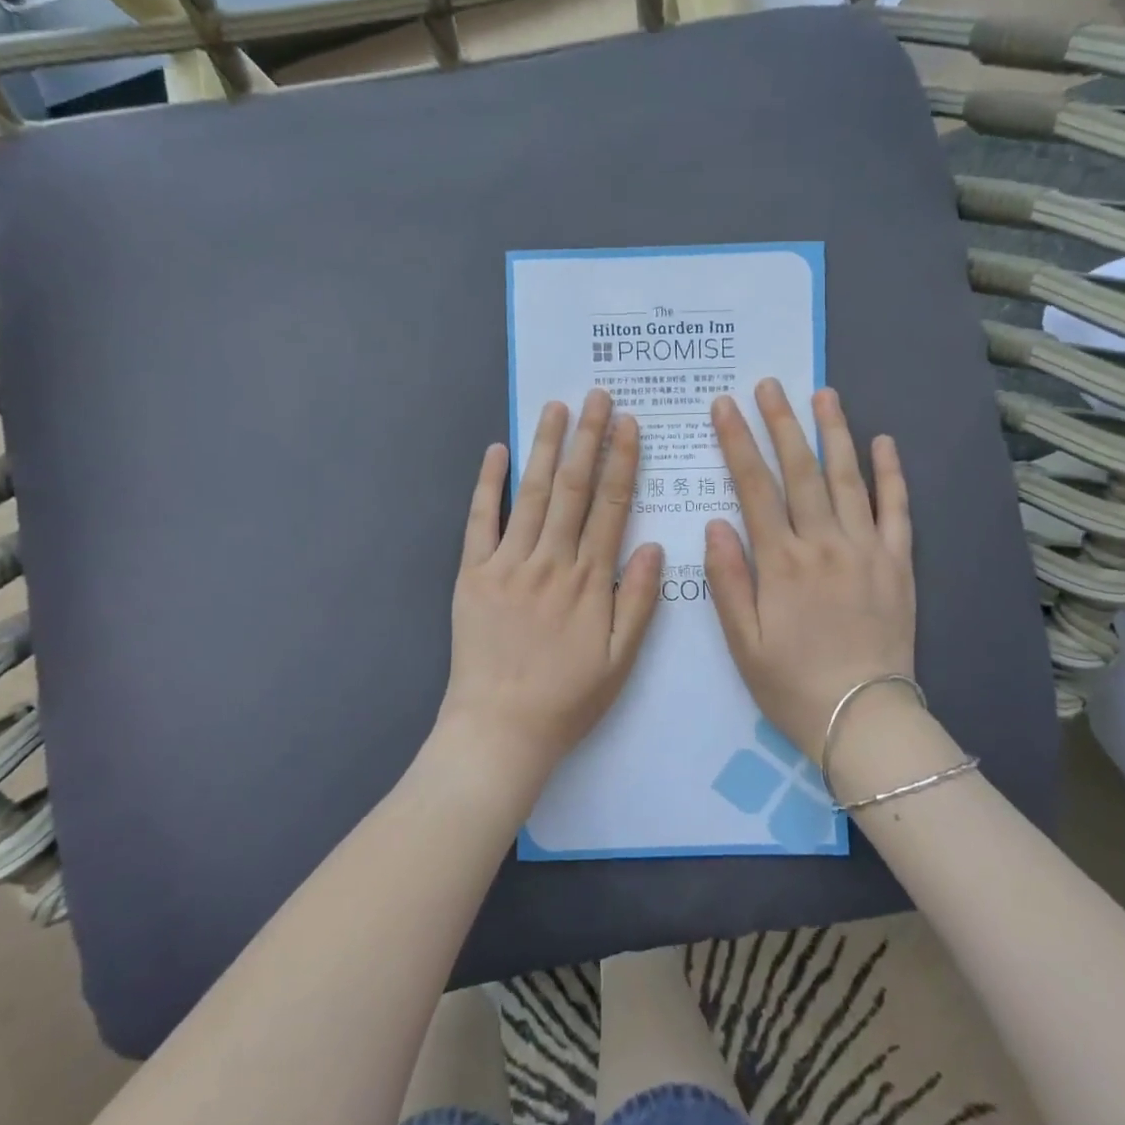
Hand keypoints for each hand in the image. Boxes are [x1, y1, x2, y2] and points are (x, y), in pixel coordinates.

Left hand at [439, 389, 663, 789]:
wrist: (499, 728)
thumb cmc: (566, 698)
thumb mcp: (620, 661)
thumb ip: (637, 601)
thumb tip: (651, 544)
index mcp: (588, 580)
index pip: (610, 506)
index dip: (622, 461)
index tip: (629, 424)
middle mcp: (550, 561)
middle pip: (574, 488)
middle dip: (588, 438)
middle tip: (598, 396)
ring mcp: (508, 563)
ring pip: (532, 494)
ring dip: (546, 448)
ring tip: (557, 408)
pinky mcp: (473, 573)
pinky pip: (480, 520)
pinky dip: (488, 484)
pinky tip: (497, 451)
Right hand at [705, 381, 915, 758]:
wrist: (864, 719)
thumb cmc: (791, 683)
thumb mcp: (742, 641)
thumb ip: (727, 579)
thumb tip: (715, 522)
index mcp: (781, 561)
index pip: (754, 486)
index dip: (737, 442)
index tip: (725, 406)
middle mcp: (824, 544)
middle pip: (800, 470)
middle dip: (781, 423)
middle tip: (770, 385)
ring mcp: (866, 549)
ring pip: (849, 478)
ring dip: (834, 433)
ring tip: (823, 394)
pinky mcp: (899, 563)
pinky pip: (897, 510)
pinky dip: (891, 474)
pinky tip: (883, 442)